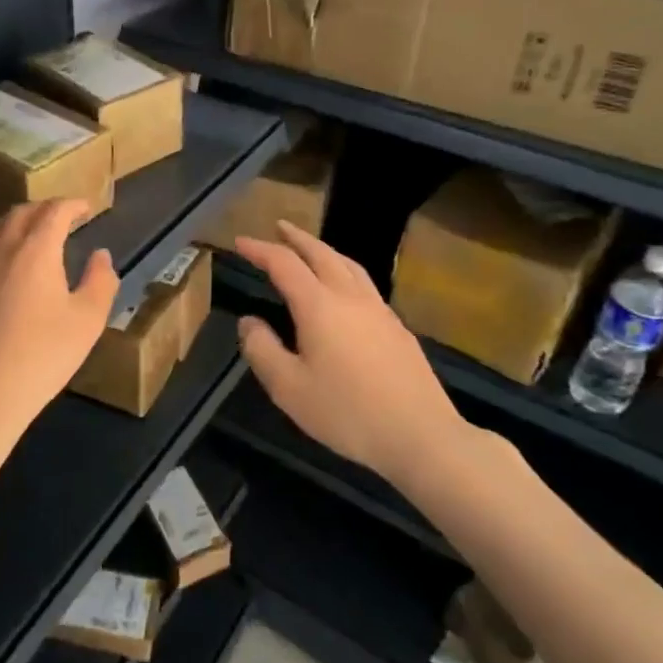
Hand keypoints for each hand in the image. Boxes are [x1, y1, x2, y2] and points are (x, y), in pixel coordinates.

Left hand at [0, 199, 118, 451]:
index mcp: (36, 250)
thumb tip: (100, 255)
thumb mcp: (88, 321)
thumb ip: (100, 281)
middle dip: (44, 209)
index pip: (54, 211)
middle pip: (21, 212)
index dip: (72, 205)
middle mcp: (1, 248)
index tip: (86, 208)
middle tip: (62, 218)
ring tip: (28, 232)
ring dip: (15, 221)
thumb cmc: (43, 355)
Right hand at [235, 221, 466, 489]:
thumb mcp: (288, 388)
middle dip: (297, 238)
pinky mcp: (398, 328)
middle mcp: (350, 297)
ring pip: (349, 265)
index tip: (240, 242)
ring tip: (311, 249)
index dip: (260, 250)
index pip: (284, 264)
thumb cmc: (347, 412)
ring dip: (324, 250)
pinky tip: (345, 289)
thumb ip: (262, 350)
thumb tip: (249, 321)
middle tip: (279, 227)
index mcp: (319, 306)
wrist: (421, 435)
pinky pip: (365, 284)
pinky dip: (345, 271)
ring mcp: (379, 310)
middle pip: (321, 253)